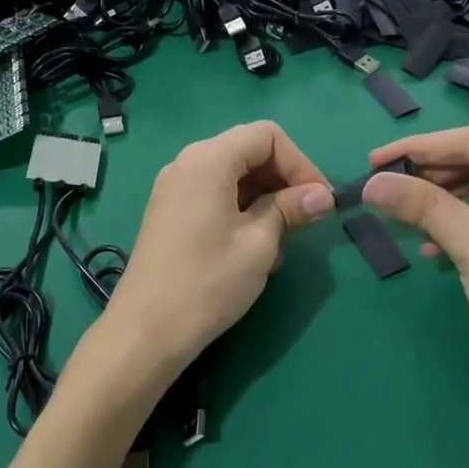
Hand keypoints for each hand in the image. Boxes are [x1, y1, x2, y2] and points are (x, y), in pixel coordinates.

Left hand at [104, 121, 334, 369]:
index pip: (267, 136)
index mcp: (208, 159)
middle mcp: (187, 163)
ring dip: (265, 200)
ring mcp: (174, 189)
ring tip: (280, 242)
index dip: (301, 163)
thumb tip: (322, 195)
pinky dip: (242, 211)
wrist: (146, 331)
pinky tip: (253, 249)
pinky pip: (215, 196)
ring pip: (234, 177)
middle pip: (249, 152)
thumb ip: (290, 209)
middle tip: (305, 221)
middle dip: (284, 181)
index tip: (319, 201)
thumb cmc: (208, 282)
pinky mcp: (170, 213)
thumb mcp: (259, 243)